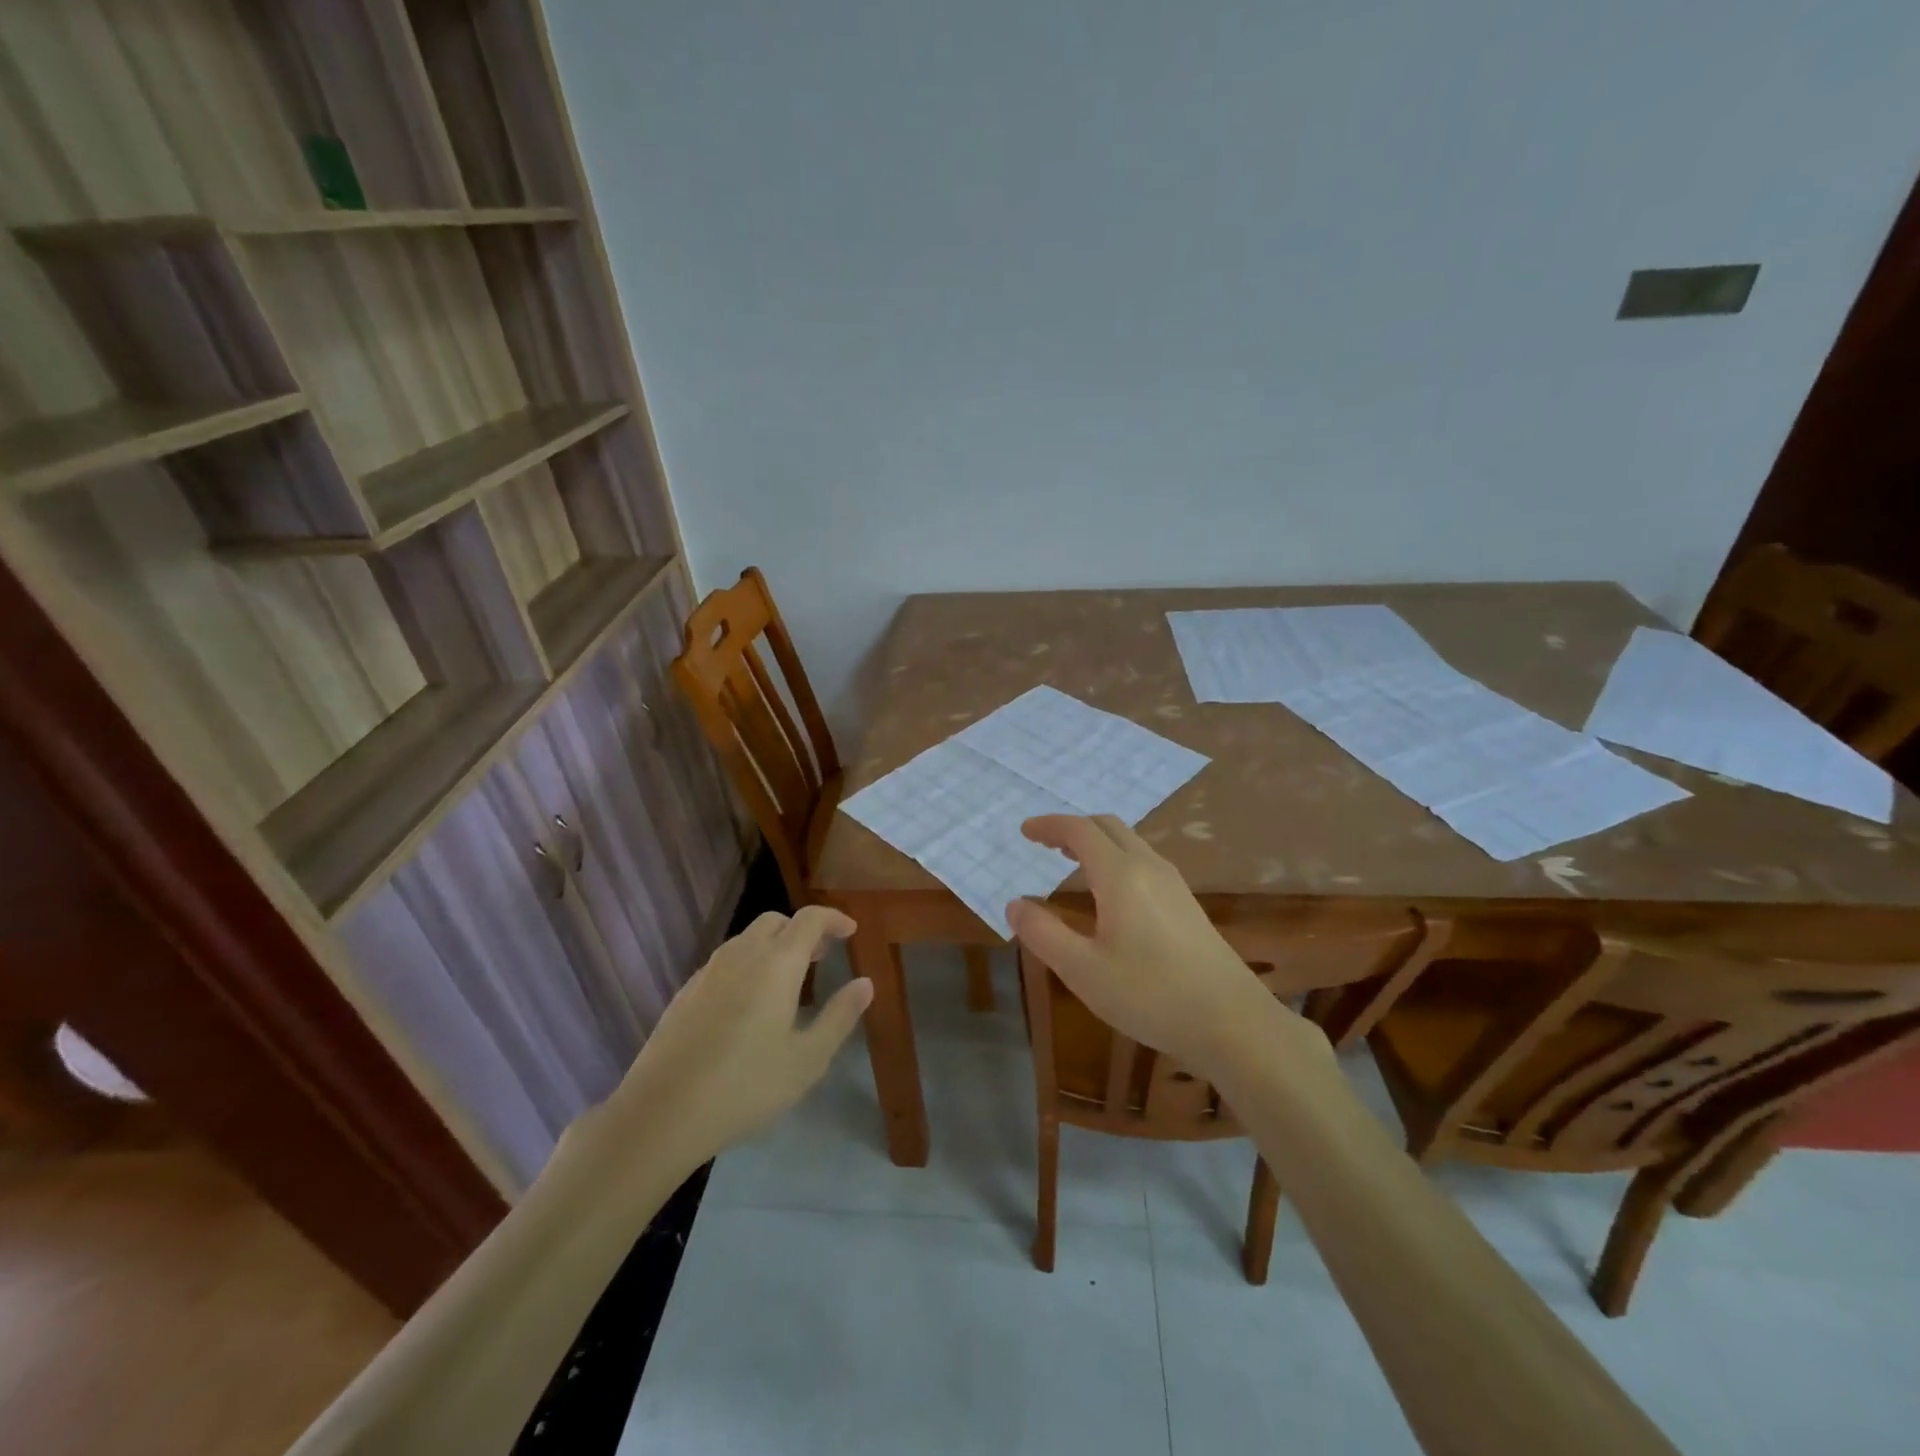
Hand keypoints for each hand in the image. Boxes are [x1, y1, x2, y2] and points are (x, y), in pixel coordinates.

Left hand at [604, 907, 871, 1165]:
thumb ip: (840, 1016)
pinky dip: (749, 963)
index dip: (833, 919)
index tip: (850, 931)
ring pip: (748, 939)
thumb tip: (865, 984)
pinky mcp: (686, 992)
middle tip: (822, 955)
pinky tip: (750, 1003)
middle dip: (803, 930)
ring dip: (774, 945)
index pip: (810, 919)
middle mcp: (742, 955)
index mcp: (777, 964)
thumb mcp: (807, 1059)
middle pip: (776, 921)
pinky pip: (726, 961)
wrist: (661, 1113)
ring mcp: (708, 971)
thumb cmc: (745, 1086)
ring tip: (790, 979)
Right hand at [1007, 815, 1313, 1074]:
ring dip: (1096, 842)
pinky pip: (1143, 861)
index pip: (1080, 830)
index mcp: (1121, 875)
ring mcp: (1173, 884)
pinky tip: (1109, 892)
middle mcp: (1149, 867)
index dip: (1049, 826)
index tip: (1025, 832)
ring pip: (1129, 843)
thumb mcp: (1083, 970)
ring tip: (1070, 862)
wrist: (1233, 1023)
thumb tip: (1014, 905)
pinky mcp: (1187, 904)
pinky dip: (1115, 858)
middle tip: (1044, 843)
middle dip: (1072, 828)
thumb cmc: (1151, 995)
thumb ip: (1043, 934)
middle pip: (1107, 827)